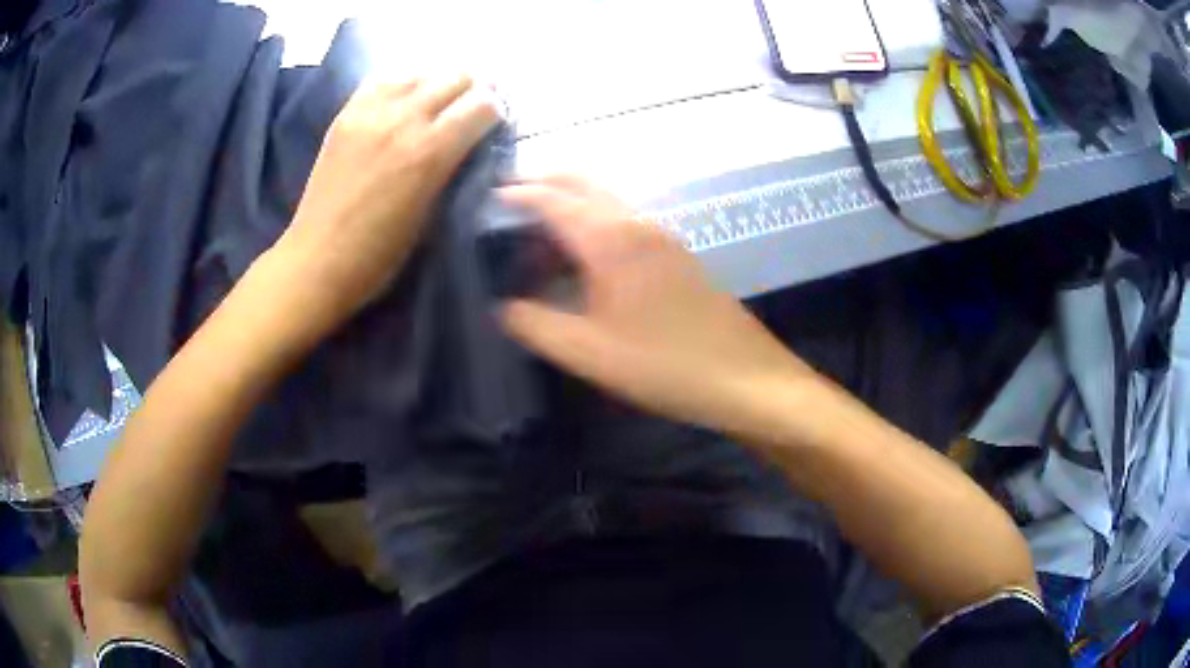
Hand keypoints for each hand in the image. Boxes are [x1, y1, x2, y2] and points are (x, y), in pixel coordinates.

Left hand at [273, 75, 499, 329]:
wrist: (317, 260)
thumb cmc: (380, 256)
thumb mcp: (432, 217)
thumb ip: (455, 170)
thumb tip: (470, 144)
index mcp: (430, 151)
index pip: (483, 105)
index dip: (496, 113)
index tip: (492, 126)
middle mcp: (403, 119)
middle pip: (456, 77)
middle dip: (472, 91)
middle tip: (468, 111)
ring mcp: (370, 113)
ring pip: (420, 73)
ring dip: (436, 85)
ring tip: (434, 106)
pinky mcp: (345, 115)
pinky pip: (382, 81)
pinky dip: (400, 86)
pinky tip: (400, 104)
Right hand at [499, 177, 816, 436]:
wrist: (747, 378)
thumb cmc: (665, 365)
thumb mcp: (589, 353)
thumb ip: (536, 325)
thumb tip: (502, 306)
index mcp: (611, 238)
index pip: (552, 198)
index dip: (516, 194)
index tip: (484, 200)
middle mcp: (636, 223)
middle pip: (582, 182)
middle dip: (541, 182)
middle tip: (506, 200)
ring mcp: (661, 236)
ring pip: (604, 199)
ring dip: (568, 201)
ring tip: (534, 232)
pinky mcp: (675, 254)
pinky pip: (622, 220)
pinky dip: (591, 220)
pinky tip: (580, 256)